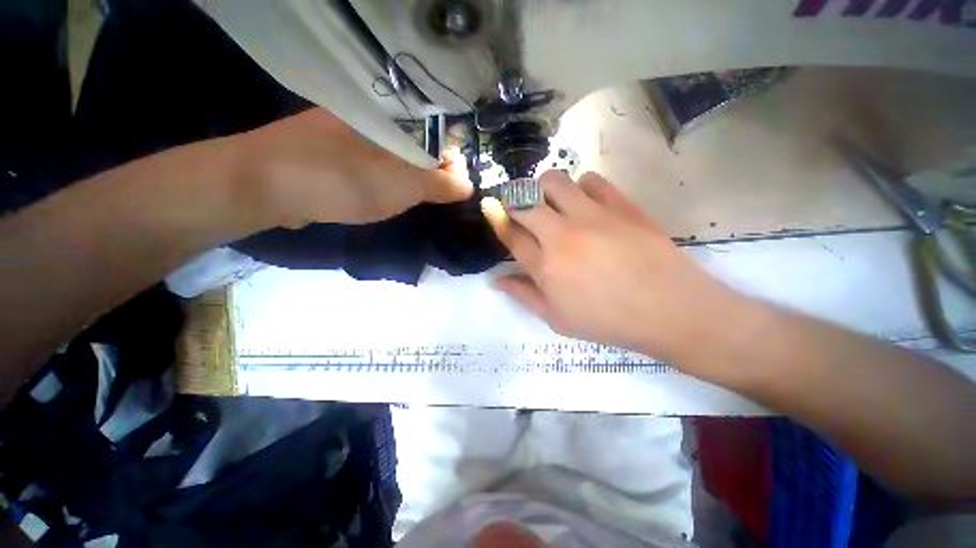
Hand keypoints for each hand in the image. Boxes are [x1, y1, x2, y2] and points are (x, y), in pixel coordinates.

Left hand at [236, 108, 471, 228]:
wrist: (266, 186)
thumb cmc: (343, 180)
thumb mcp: (402, 185)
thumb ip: (439, 184)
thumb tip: (468, 185)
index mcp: (392, 116)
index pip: (438, 132)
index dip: (452, 159)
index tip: (457, 186)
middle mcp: (373, 118)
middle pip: (418, 143)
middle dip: (432, 172)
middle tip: (437, 198)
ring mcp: (351, 134)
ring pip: (395, 154)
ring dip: (410, 177)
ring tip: (416, 199)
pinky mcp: (335, 152)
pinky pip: (373, 162)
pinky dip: (387, 179)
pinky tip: (388, 194)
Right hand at [482, 170, 739, 361]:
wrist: (668, 309)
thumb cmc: (607, 321)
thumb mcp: (557, 318)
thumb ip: (524, 295)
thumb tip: (495, 281)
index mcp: (545, 266)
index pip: (511, 234)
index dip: (498, 219)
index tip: (493, 210)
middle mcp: (562, 235)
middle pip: (525, 202)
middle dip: (515, 200)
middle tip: (519, 207)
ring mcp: (592, 215)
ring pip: (553, 181)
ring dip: (543, 188)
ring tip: (550, 202)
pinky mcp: (620, 204)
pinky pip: (591, 180)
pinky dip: (580, 187)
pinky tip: (585, 203)